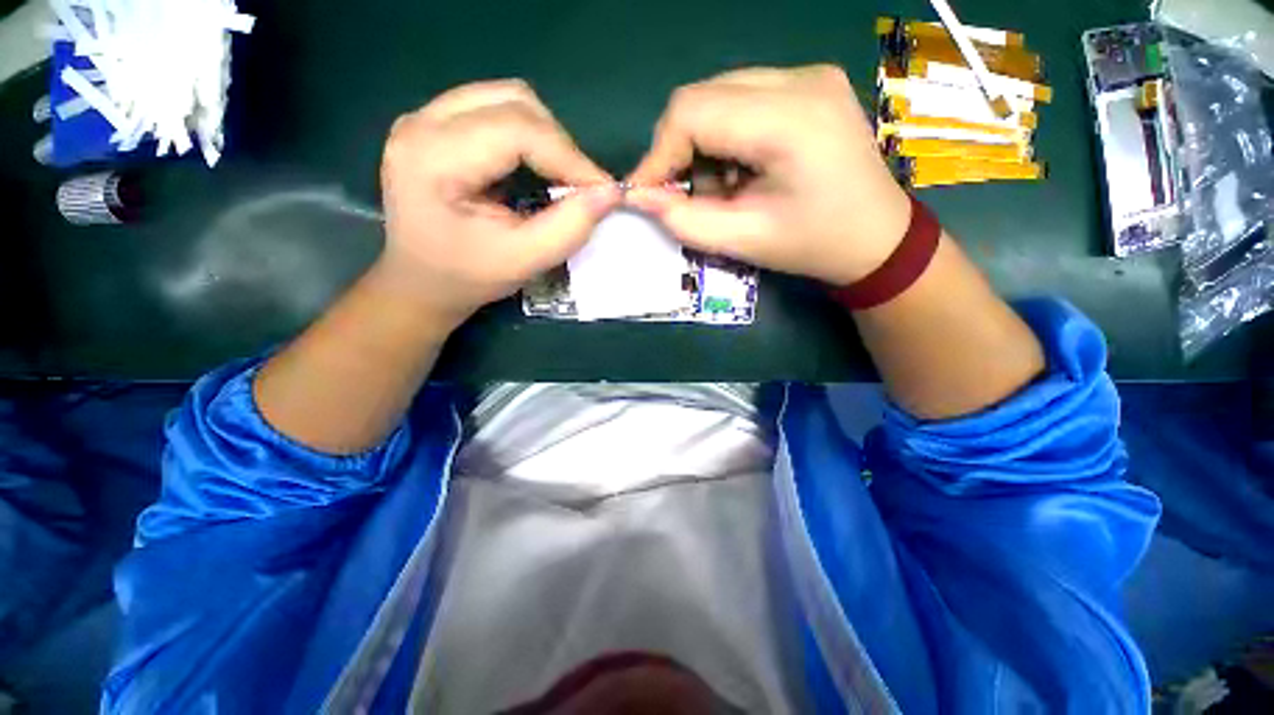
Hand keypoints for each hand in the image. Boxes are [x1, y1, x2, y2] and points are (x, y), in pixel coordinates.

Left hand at [378, 80, 620, 328]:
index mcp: (432, 158)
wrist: (421, 280)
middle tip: (581, 186)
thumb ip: (569, 228)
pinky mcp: (436, 122)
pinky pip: (496, 108)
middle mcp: (422, 123)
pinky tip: (536, 166)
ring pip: (508, 98)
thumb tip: (609, 193)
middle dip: (560, 144)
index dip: (569, 156)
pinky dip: (530, 135)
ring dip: (547, 136)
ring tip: (561, 176)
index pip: (516, 129)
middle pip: (513, 102)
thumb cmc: (468, 277)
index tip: (601, 190)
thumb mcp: (524, 261)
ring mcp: (426, 117)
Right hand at [628, 66, 911, 284]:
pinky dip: (724, 137)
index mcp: (790, 120)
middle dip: (678, 150)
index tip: (646, 194)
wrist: (877, 238)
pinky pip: (741, 100)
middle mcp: (800, 79)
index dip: (658, 154)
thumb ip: (686, 221)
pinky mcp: (808, 84)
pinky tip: (740, 169)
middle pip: (702, 96)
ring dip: (702, 144)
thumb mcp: (745, 242)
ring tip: (720, 188)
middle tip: (680, 194)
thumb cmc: (814, 245)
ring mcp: (808, 75)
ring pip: (718, 96)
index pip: (692, 111)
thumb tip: (641, 198)